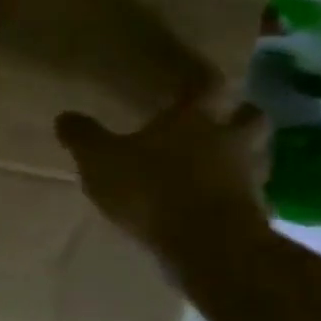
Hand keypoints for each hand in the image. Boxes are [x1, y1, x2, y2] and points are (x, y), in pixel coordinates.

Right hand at [55, 91, 271, 262]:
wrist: (206, 243)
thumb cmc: (150, 189)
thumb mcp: (99, 160)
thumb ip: (83, 137)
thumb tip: (65, 116)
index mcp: (193, 119)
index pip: (206, 85)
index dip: (200, 78)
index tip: (192, 76)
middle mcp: (228, 140)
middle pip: (249, 115)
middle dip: (238, 112)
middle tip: (221, 116)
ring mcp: (248, 176)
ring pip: (256, 154)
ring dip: (243, 153)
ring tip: (219, 161)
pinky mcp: (254, 211)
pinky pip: (250, 193)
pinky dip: (236, 193)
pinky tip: (217, 201)